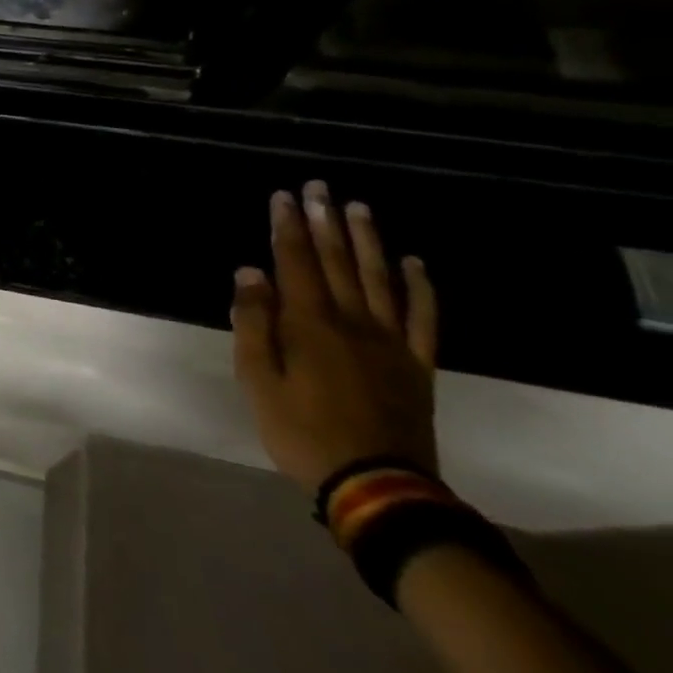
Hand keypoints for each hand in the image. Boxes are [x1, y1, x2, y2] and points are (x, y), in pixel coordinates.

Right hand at [231, 181, 439, 492]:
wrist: (376, 484)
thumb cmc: (300, 430)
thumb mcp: (257, 379)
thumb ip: (252, 323)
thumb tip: (249, 273)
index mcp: (309, 324)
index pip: (294, 263)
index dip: (287, 227)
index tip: (283, 196)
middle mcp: (352, 322)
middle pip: (338, 262)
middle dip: (325, 222)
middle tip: (320, 187)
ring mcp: (390, 342)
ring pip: (380, 280)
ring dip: (368, 241)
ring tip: (359, 208)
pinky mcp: (416, 364)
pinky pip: (423, 318)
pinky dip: (420, 287)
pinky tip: (414, 263)